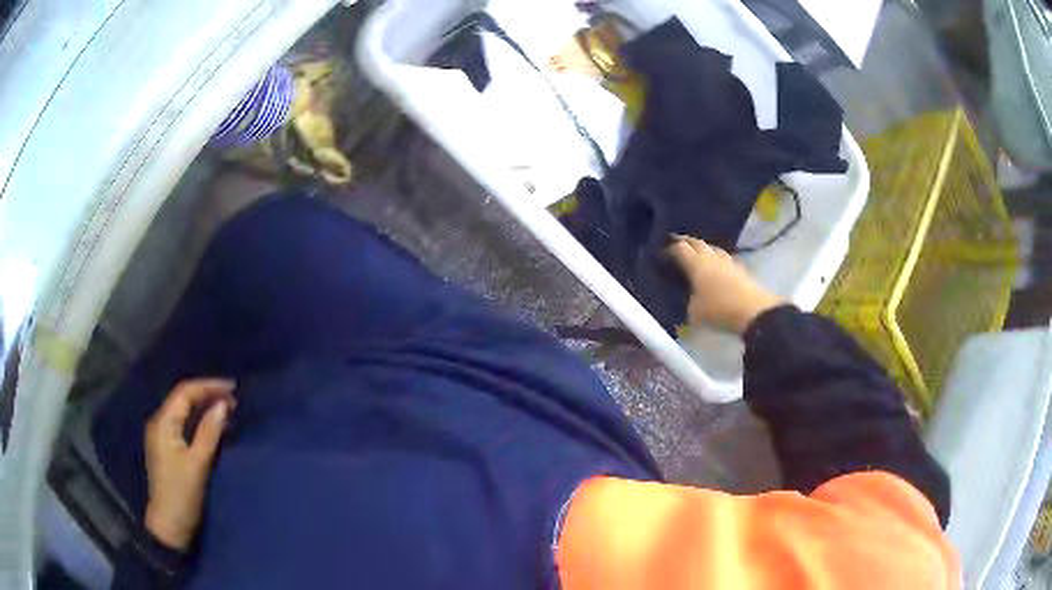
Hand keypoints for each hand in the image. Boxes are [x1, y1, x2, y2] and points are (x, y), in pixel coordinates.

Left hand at [144, 379, 234, 550]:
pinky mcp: (168, 449)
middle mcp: (159, 423)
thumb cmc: (182, 494)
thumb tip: (224, 405)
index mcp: (163, 422)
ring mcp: (162, 436)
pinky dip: (199, 422)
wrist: (169, 525)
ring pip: (184, 412)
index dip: (208, 386)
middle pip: (183, 399)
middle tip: (233, 399)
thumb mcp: (198, 464)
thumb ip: (209, 432)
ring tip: (227, 410)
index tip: (233, 389)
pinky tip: (213, 427)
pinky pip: (184, 425)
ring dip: (204, 408)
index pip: (185, 392)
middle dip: (207, 395)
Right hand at [667, 235, 785, 333]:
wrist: (752, 311)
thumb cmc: (718, 309)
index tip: (662, 253)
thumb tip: (689, 298)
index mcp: (696, 263)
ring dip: (704, 249)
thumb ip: (688, 301)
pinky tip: (719, 266)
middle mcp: (711, 257)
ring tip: (699, 254)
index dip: (669, 249)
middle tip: (677, 243)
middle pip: (697, 242)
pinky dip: (719, 260)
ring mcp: (729, 261)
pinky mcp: (742, 269)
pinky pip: (726, 259)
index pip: (679, 248)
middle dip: (686, 242)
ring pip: (713, 248)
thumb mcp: (693, 312)